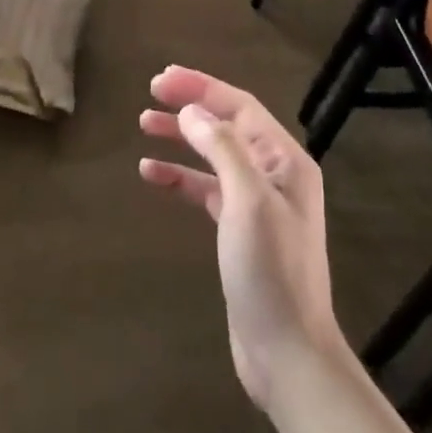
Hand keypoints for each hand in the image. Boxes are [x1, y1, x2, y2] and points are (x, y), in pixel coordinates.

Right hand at [138, 66, 347, 409]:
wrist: (287, 353)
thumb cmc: (270, 272)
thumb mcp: (247, 201)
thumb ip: (222, 149)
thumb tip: (192, 112)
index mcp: (285, 160)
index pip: (240, 106)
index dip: (201, 88)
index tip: (161, 79)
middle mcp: (274, 174)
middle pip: (227, 125)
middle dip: (190, 107)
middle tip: (150, 93)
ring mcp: (257, 203)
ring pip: (213, 155)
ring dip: (181, 138)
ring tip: (144, 125)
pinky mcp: (239, 230)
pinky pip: (206, 189)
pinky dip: (181, 177)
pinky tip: (152, 173)